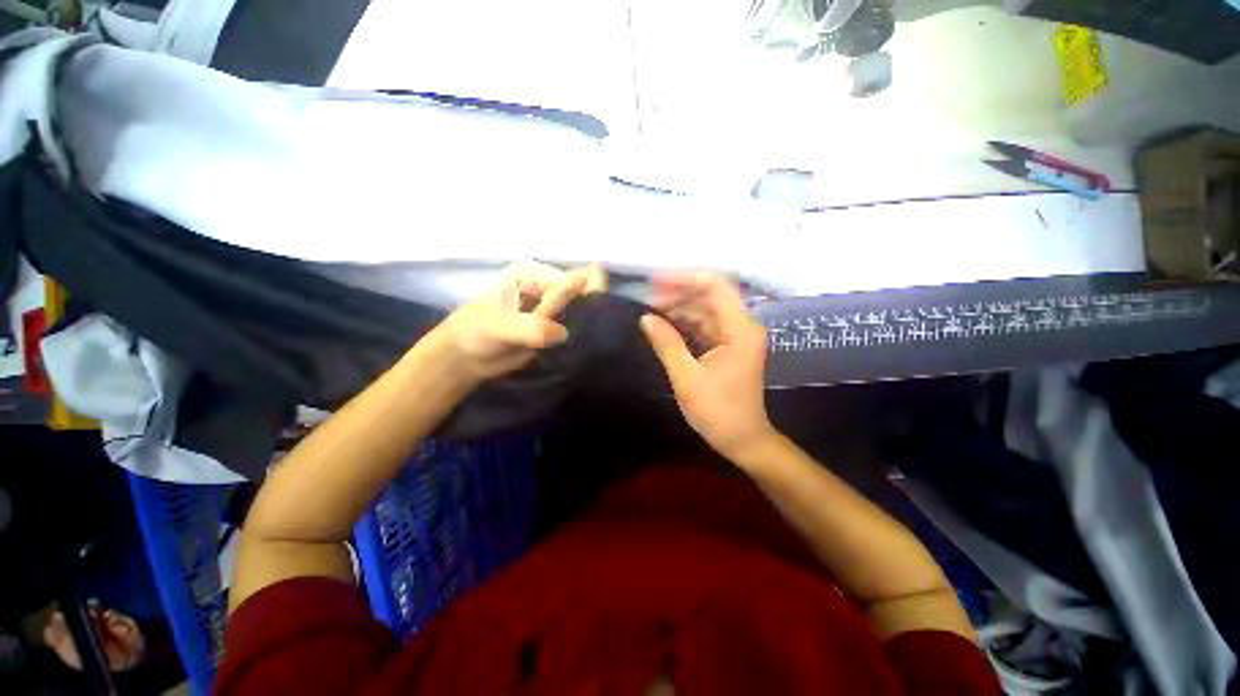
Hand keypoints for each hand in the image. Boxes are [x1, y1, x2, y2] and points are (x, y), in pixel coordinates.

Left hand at [432, 261, 606, 382]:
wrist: (465, 359)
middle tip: (588, 338)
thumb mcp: (499, 327)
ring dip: (585, 329)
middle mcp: (547, 287)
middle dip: (588, 314)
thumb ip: (530, 327)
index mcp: (533, 275)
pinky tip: (581, 350)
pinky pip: (576, 331)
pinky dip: (580, 340)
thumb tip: (564, 333)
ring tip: (584, 346)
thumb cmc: (475, 333)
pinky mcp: (555, 328)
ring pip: (582, 314)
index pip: (573, 280)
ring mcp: (553, 309)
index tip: (593, 321)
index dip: (587, 297)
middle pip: (582, 295)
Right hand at [639, 272, 775, 459]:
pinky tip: (665, 324)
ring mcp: (737, 336)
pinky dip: (686, 322)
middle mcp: (742, 327)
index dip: (685, 279)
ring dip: (681, 308)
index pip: (716, 288)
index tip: (655, 282)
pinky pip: (706, 325)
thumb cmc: (718, 413)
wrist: (743, 440)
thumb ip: (667, 344)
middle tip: (648, 299)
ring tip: (652, 310)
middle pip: (711, 296)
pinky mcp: (729, 346)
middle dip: (679, 293)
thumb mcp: (687, 379)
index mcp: (740, 331)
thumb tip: (645, 318)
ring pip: (707, 309)